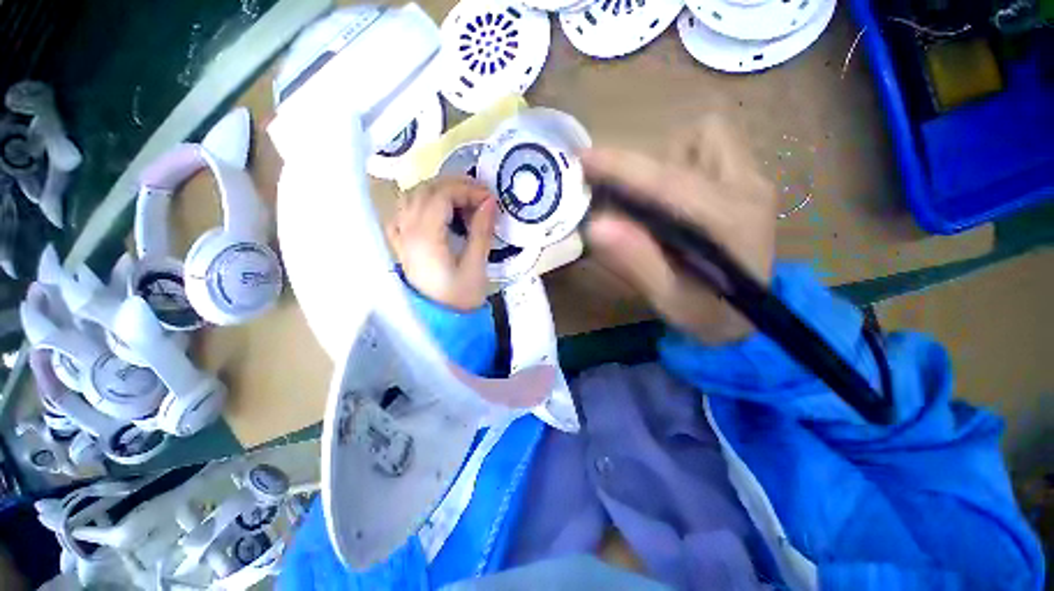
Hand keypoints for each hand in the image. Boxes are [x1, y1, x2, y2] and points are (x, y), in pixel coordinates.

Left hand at [386, 177, 497, 310]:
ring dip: (438, 191)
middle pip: (425, 190)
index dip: (467, 190)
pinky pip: (404, 211)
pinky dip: (421, 202)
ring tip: (462, 200)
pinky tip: (435, 210)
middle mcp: (407, 231)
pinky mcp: (401, 243)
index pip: (441, 195)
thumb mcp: (476, 266)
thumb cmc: (460, 297)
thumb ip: (481, 231)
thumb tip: (490, 202)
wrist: (440, 321)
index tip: (489, 198)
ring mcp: (400, 236)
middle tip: (480, 195)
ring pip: (412, 196)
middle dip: (455, 185)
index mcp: (425, 237)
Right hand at [583, 116, 776, 344]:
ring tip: (654, 205)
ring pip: (704, 139)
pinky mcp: (747, 181)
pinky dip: (681, 164)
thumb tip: (595, 225)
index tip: (583, 161)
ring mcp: (753, 181)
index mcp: (732, 224)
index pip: (671, 184)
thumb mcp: (669, 301)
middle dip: (650, 166)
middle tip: (628, 204)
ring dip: (667, 163)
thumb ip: (636, 263)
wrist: (748, 315)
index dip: (624, 170)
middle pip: (693, 143)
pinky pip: (709, 149)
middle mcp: (749, 189)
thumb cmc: (708, 314)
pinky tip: (673, 201)